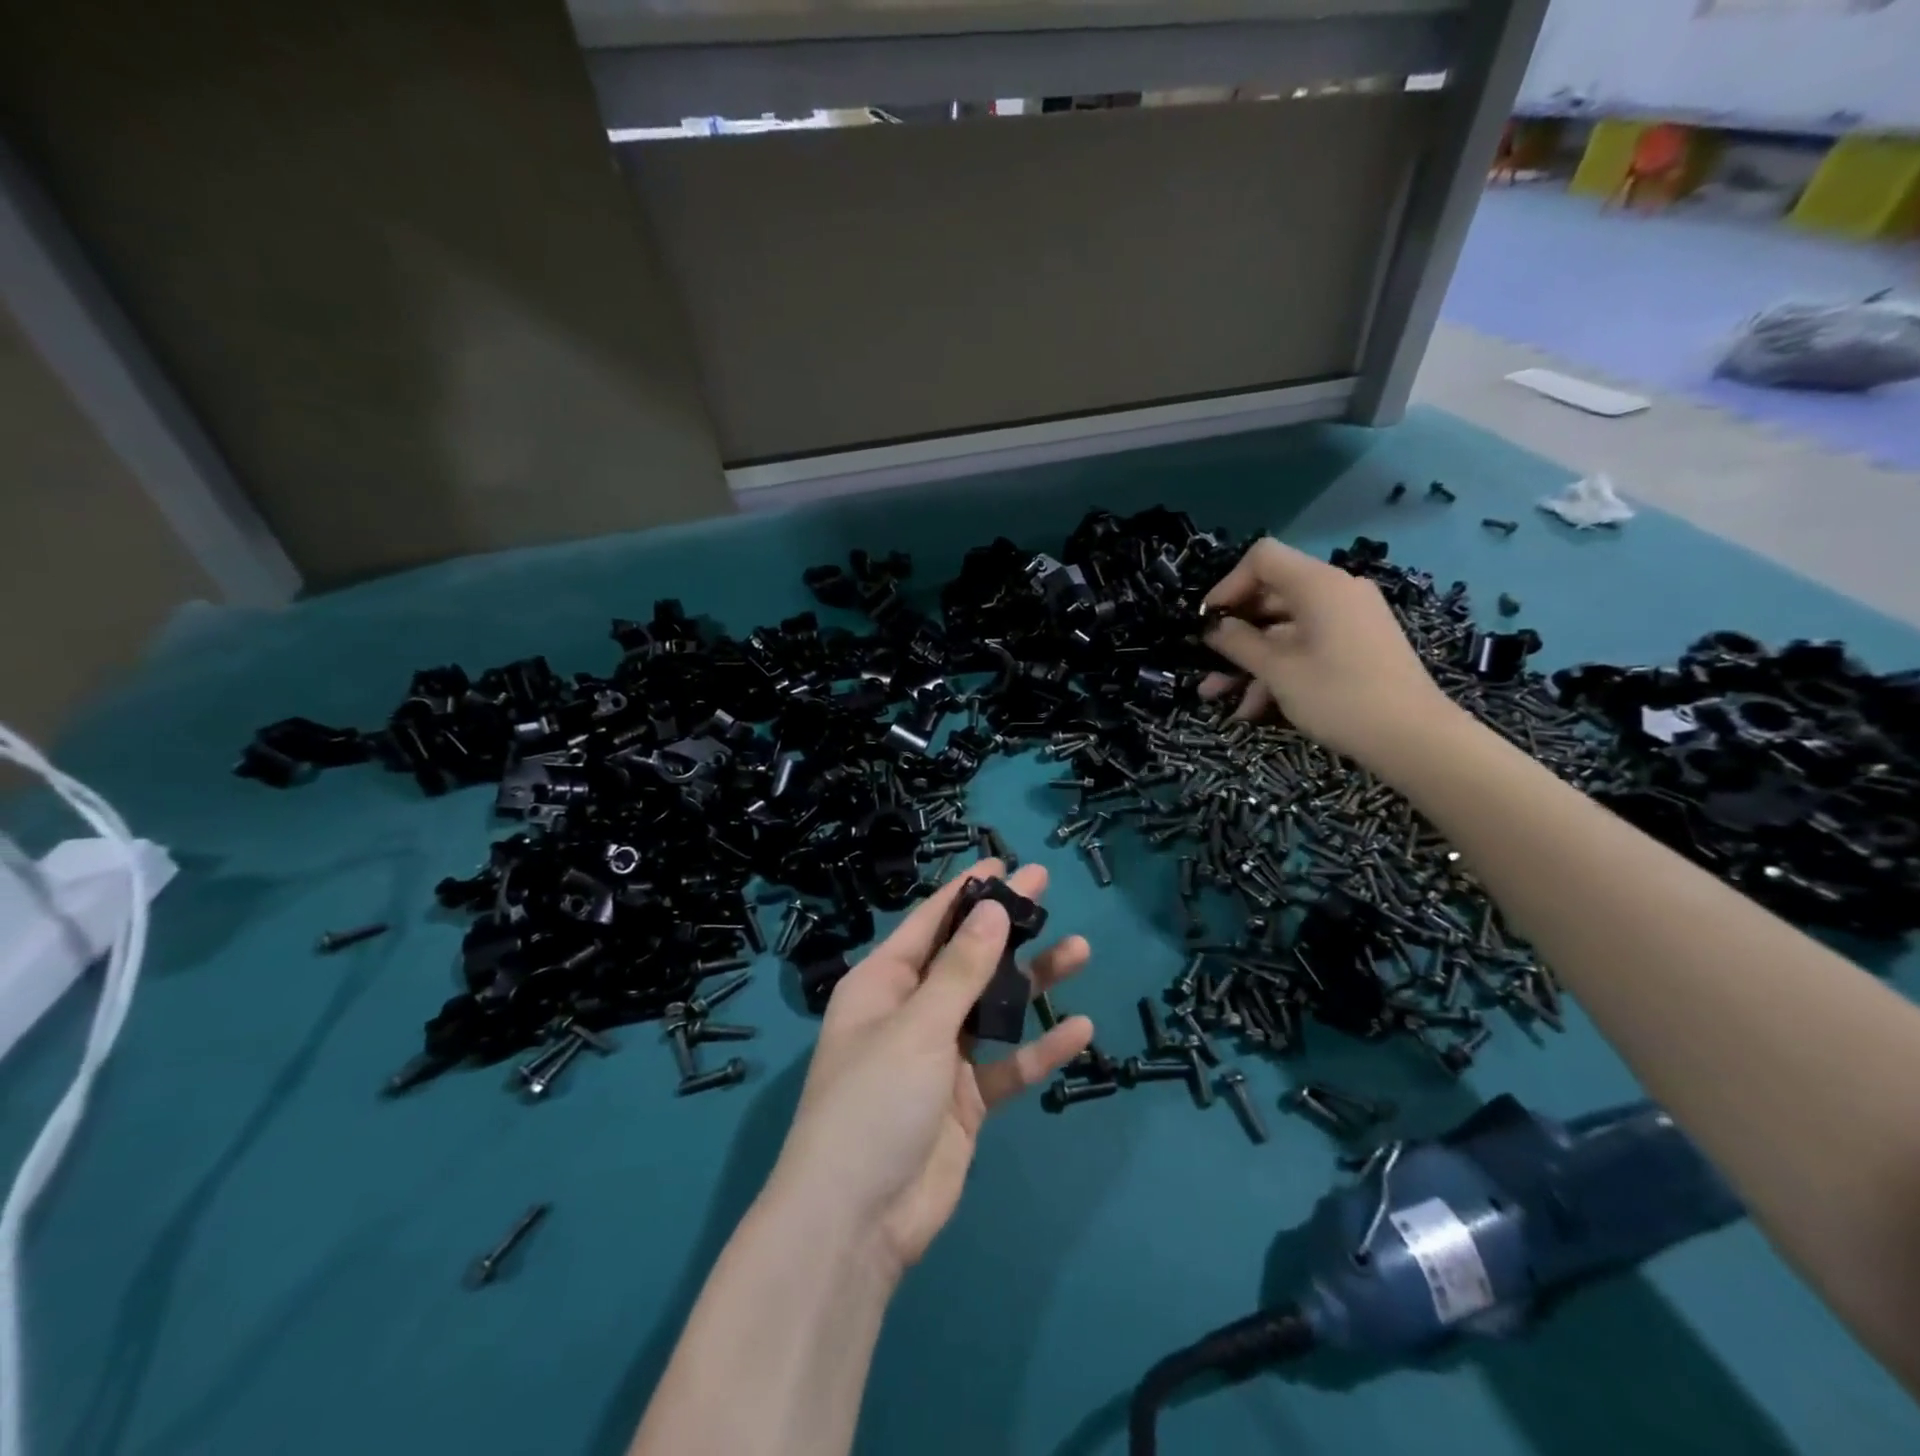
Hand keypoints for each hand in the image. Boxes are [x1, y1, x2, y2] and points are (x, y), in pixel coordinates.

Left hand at [765, 860, 1092, 1280]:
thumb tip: (994, 908)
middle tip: (1048, 887)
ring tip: (1080, 951)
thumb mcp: (917, 1027)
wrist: (857, 1223)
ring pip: (994, 1007)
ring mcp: (940, 1057)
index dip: (966, 892)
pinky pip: (1008, 1065)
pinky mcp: (965, 1100)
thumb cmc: (874, 1102)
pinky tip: (1079, 1029)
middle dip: (1007, 926)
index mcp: (883, 984)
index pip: (930, 923)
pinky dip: (1039, 1048)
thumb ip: (961, 970)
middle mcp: (911, 1012)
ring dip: (1033, 982)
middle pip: (967, 958)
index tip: (1004, 864)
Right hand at [1199, 536, 1457, 769]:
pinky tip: (1254, 709)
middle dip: (1234, 633)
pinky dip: (1279, 670)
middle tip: (1205, 662)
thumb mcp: (1277, 670)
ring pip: (1284, 630)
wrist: (1414, 738)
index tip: (1207, 622)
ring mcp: (1349, 620)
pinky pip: (1307, 647)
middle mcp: (1336, 593)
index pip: (1262, 559)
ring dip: (1250, 661)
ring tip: (1218, 696)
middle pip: (1271, 596)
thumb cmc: (1338, 696)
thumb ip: (1239, 643)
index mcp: (1318, 585)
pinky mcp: (1356, 646)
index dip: (1227, 585)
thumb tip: (1214, 627)